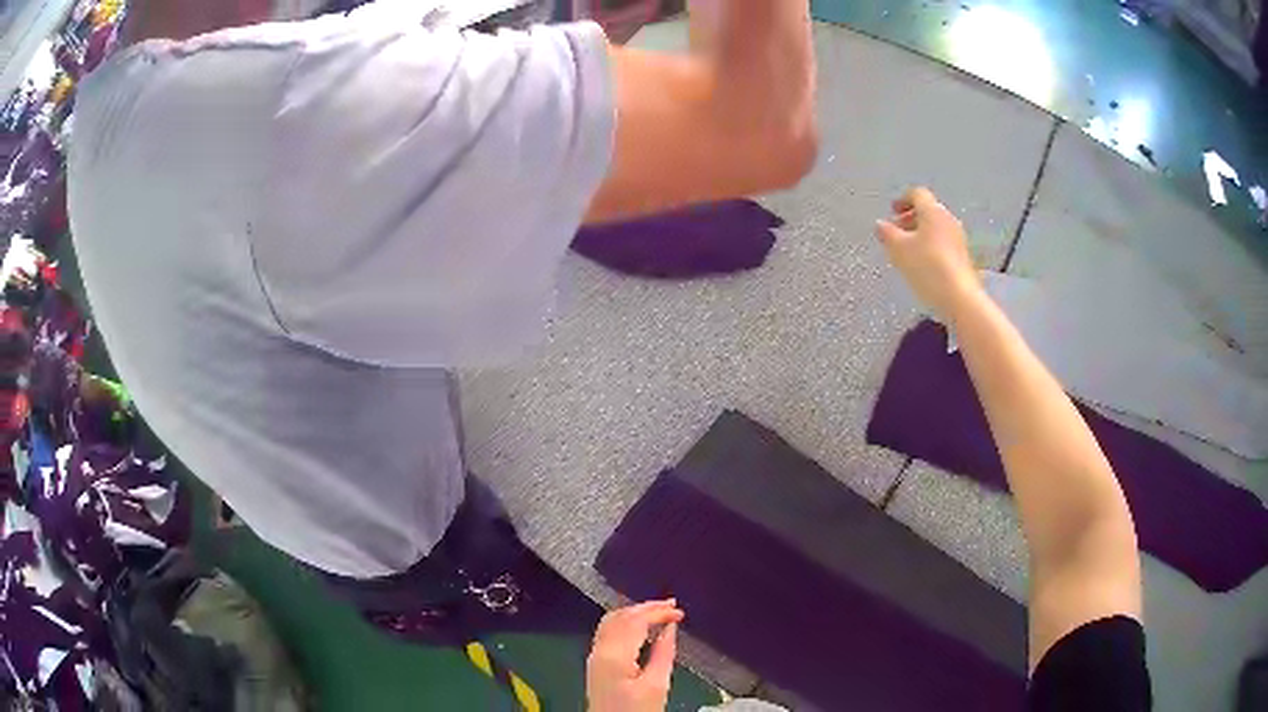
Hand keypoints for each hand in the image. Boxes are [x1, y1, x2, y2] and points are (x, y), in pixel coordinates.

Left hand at [587, 600, 683, 711]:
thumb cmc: (638, 710)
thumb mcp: (657, 686)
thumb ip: (663, 653)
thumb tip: (670, 628)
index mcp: (614, 655)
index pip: (635, 621)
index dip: (658, 612)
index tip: (680, 612)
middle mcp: (599, 650)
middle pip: (620, 617)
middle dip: (647, 608)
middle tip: (672, 606)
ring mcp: (595, 656)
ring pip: (611, 621)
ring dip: (635, 612)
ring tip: (660, 612)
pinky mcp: (596, 662)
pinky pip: (608, 631)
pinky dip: (626, 622)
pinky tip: (642, 626)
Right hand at [875, 187, 981, 319]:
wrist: (960, 298)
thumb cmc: (927, 267)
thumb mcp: (898, 249)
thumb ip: (887, 233)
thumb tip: (880, 224)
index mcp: (932, 211)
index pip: (917, 194)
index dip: (902, 200)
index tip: (892, 212)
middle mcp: (948, 219)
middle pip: (928, 211)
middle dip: (911, 219)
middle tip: (896, 232)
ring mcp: (958, 238)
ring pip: (936, 228)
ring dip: (921, 234)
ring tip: (907, 251)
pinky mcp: (964, 257)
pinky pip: (943, 243)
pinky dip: (931, 247)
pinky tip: (923, 265)